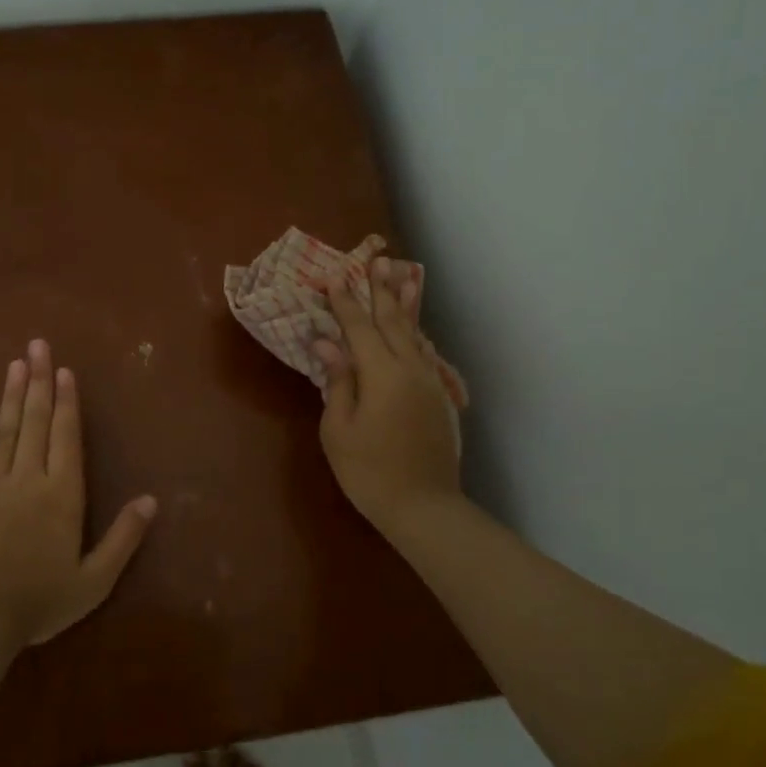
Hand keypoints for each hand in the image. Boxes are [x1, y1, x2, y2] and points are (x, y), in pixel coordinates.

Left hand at [0, 339, 157, 647]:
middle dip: (38, 382)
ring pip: (4, 433)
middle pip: (35, 422)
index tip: (64, 369)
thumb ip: (124, 537)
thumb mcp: (95, 579)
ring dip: (11, 397)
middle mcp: (27, 480)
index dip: (67, 401)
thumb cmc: (42, 600)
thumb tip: (151, 500)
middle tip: (36, 345)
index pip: (66, 436)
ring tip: (15, 365)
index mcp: (61, 494)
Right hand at [314, 257, 462, 534]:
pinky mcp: (438, 398)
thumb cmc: (369, 471)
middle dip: (382, 290)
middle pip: (394, 321)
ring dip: (405, 305)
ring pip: (415, 334)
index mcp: (382, 374)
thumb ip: (337, 381)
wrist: (423, 506)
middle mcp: (410, 369)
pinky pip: (424, 354)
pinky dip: (416, 334)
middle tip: (378, 260)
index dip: (344, 301)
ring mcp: (428, 382)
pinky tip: (414, 329)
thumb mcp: (339, 428)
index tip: (333, 276)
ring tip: (404, 277)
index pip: (359, 327)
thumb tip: (328, 342)